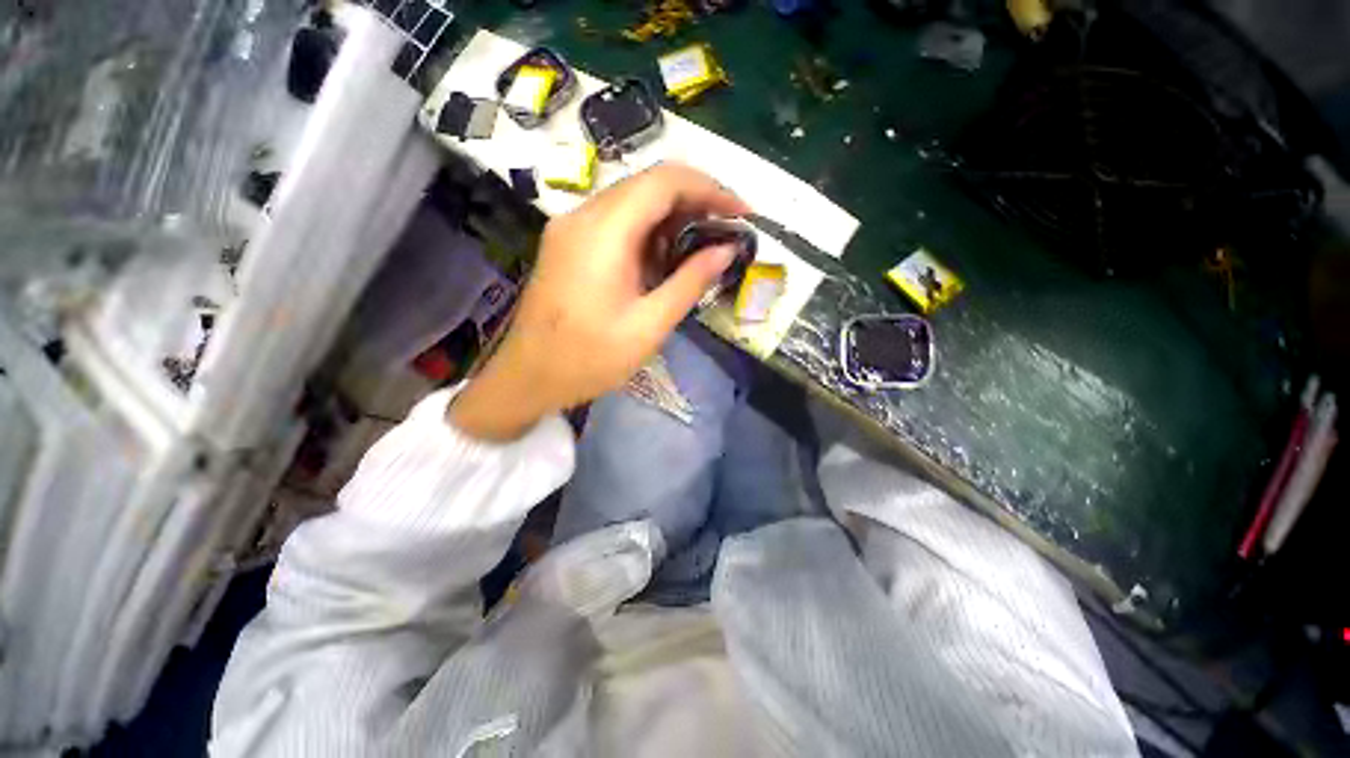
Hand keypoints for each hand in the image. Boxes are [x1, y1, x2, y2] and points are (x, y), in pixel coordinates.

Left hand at [450, 162, 749, 440]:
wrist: (529, 376)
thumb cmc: (590, 359)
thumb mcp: (649, 326)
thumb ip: (690, 282)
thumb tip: (726, 249)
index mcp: (603, 232)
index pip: (665, 181)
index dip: (710, 188)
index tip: (742, 212)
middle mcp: (583, 215)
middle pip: (648, 183)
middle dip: (695, 199)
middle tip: (728, 230)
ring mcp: (571, 226)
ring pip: (632, 199)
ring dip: (672, 214)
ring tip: (703, 244)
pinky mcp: (567, 241)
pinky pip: (615, 219)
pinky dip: (648, 229)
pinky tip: (665, 255)